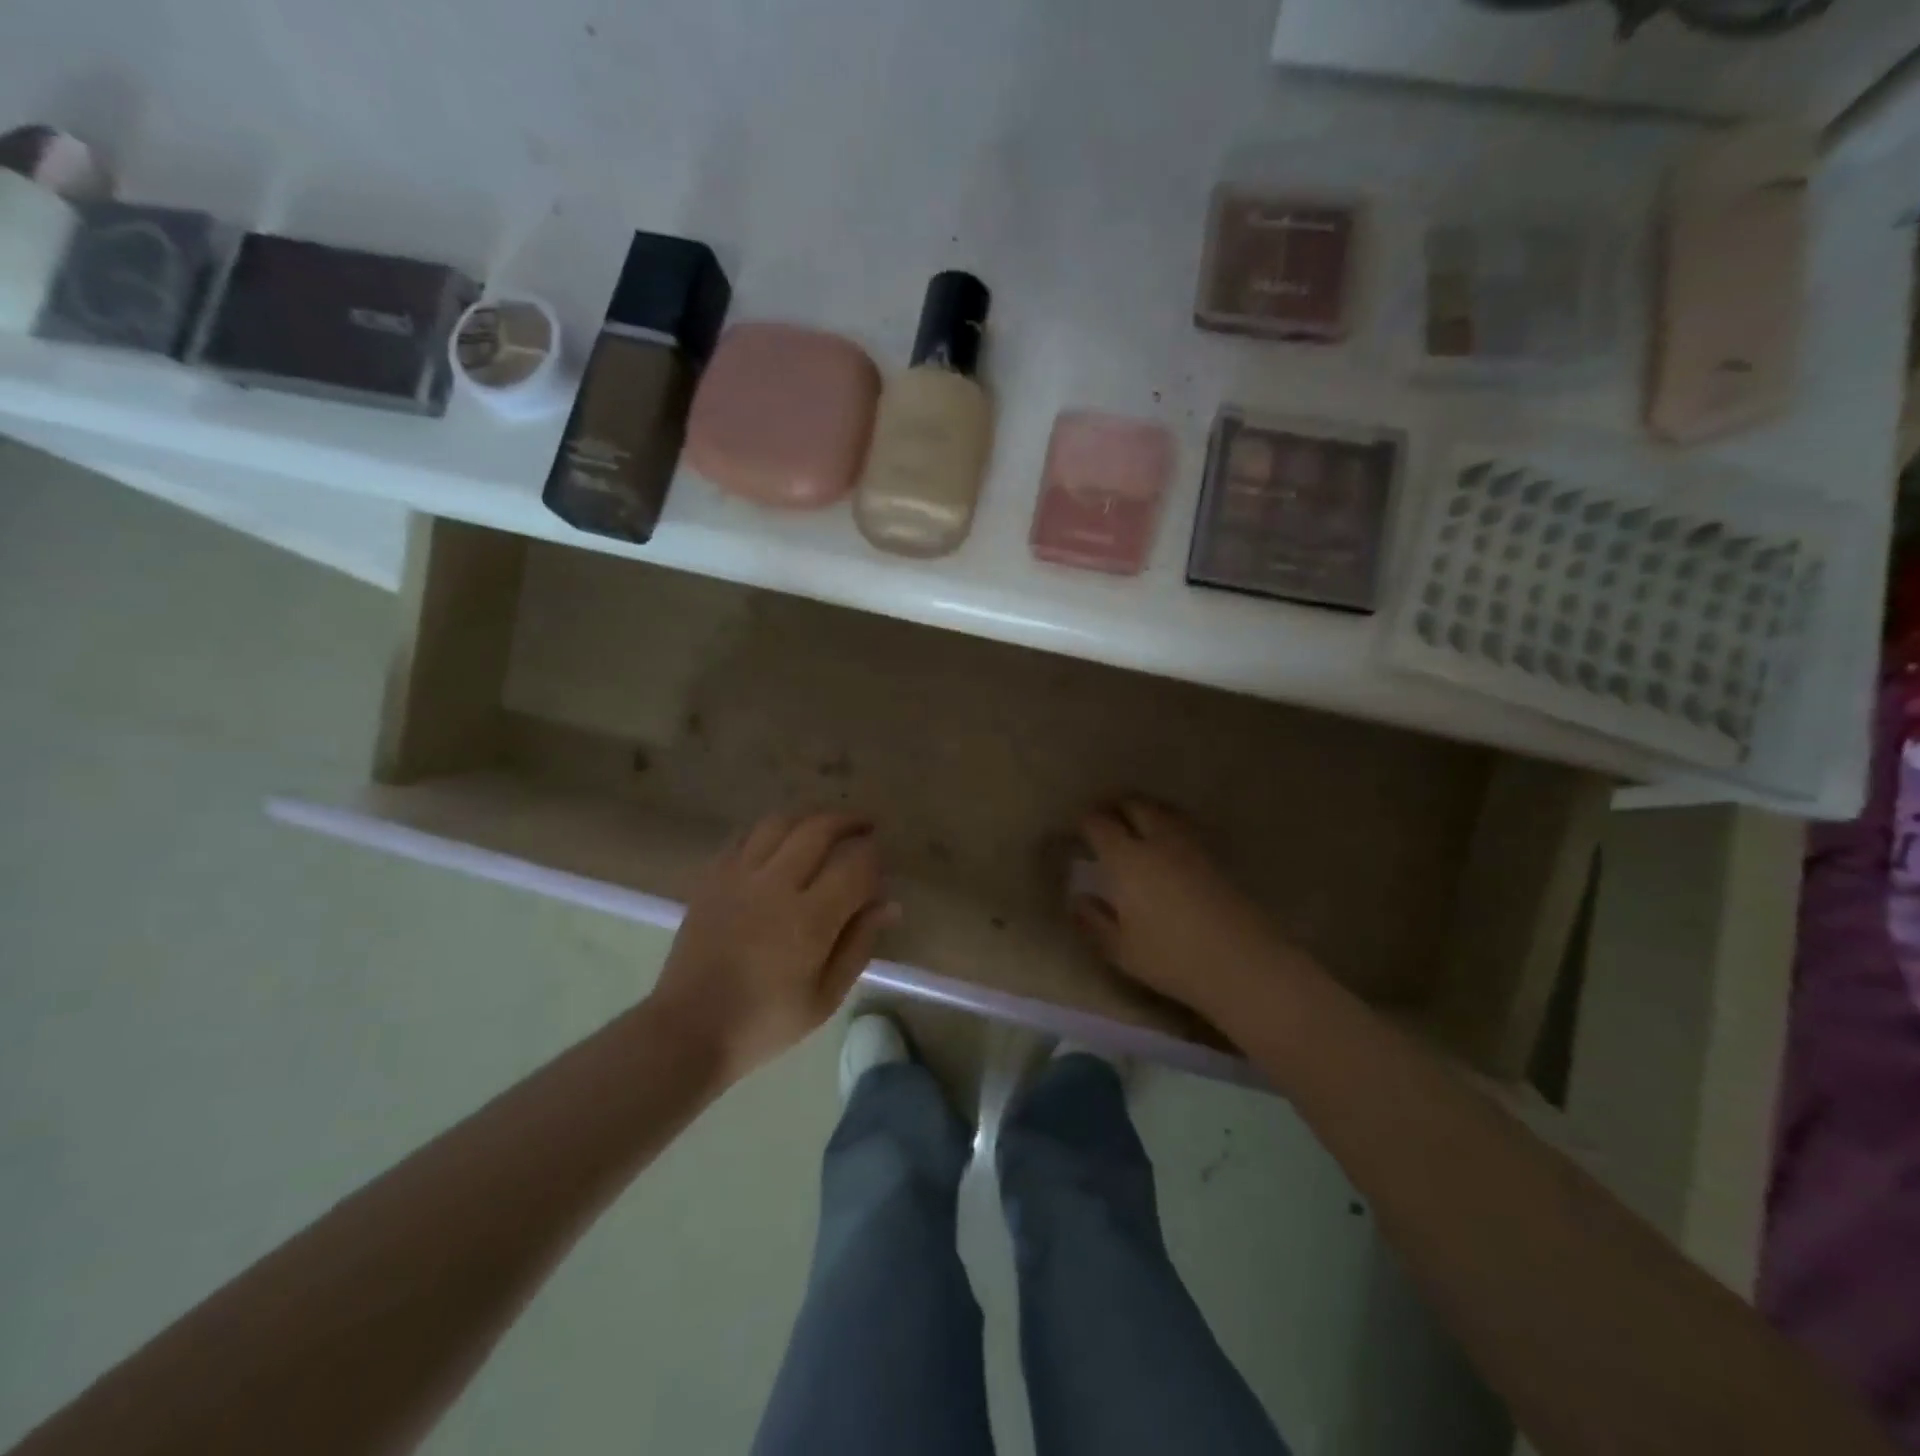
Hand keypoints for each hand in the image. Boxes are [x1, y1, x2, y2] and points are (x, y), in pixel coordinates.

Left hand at [652, 810, 895, 1080]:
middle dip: (849, 821)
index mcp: (809, 919)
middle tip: (866, 826)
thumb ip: (859, 944)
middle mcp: (774, 885)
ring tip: (826, 825)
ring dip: (810, 816)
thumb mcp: (825, 997)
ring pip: (780, 822)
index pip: (855, 865)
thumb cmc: (765, 1022)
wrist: (689, 1029)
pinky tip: (782, 839)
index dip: (875, 857)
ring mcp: (738, 876)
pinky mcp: (712, 877)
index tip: (881, 865)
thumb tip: (889, 904)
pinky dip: (771, 829)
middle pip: (819, 829)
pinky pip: (744, 835)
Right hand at [1071, 798, 1322, 1026]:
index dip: (1085, 821)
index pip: (1099, 824)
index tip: (1078, 827)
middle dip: (1115, 805)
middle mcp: (1158, 841)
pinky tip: (1170, 840)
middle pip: (1135, 804)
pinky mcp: (1218, 855)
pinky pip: (1186, 826)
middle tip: (1104, 815)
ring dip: (1145, 809)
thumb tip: (1078, 899)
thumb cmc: (1173, 958)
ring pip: (1164, 810)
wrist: (1244, 962)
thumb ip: (1094, 922)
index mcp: (1127, 859)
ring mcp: (1192, 844)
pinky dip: (1170, 823)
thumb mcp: (1121, 951)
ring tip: (1136, 821)